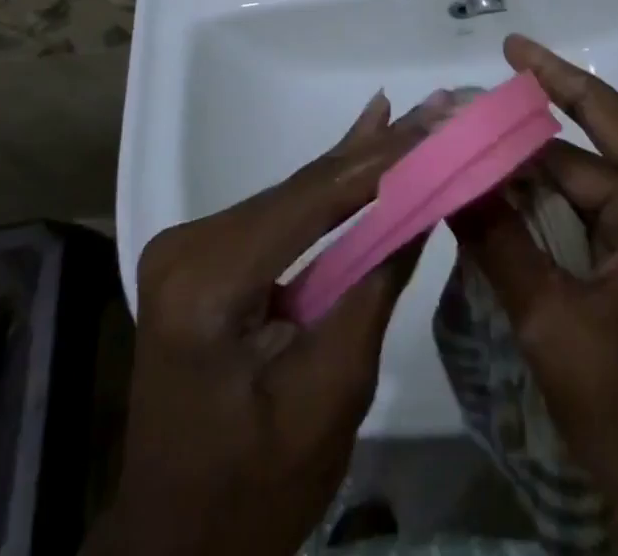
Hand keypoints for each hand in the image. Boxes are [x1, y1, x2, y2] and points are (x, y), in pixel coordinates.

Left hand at [86, 95, 422, 555]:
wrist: (180, 545)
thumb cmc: (257, 488)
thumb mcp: (331, 393)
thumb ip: (374, 286)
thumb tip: (422, 200)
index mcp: (207, 281)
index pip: (312, 201)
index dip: (381, 159)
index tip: (437, 122)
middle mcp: (189, 244)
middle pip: (303, 189)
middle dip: (378, 152)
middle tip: (438, 107)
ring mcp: (191, 246)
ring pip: (296, 195)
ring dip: (360, 163)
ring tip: (418, 118)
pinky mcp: (205, 256)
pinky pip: (281, 215)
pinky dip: (330, 189)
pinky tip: (365, 139)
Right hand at [452, 36, 617, 555]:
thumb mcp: (556, 322)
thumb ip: (498, 241)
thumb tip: (446, 175)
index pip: (596, 109)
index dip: (547, 73)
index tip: (506, 46)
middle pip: (577, 155)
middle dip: (512, 143)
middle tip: (449, 127)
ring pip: (578, 195)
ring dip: (522, 185)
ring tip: (456, 165)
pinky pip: (589, 229)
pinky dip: (542, 222)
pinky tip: (491, 216)